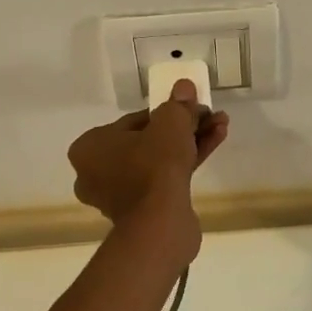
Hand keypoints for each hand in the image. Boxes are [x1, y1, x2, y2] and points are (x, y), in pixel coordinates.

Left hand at [67, 80, 227, 227]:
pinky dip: (186, 163)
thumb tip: (184, 87)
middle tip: (209, 117)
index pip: (133, 121)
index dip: (167, 111)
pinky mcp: (141, 212)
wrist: (159, 223)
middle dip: (183, 128)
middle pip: (147, 141)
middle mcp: (97, 171)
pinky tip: (215, 143)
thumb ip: (177, 104)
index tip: (192, 108)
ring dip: (190, 142)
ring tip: (221, 127)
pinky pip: (163, 179)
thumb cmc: (153, 166)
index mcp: (90, 147)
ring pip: (158, 160)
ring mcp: (119, 195)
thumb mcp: (170, 123)